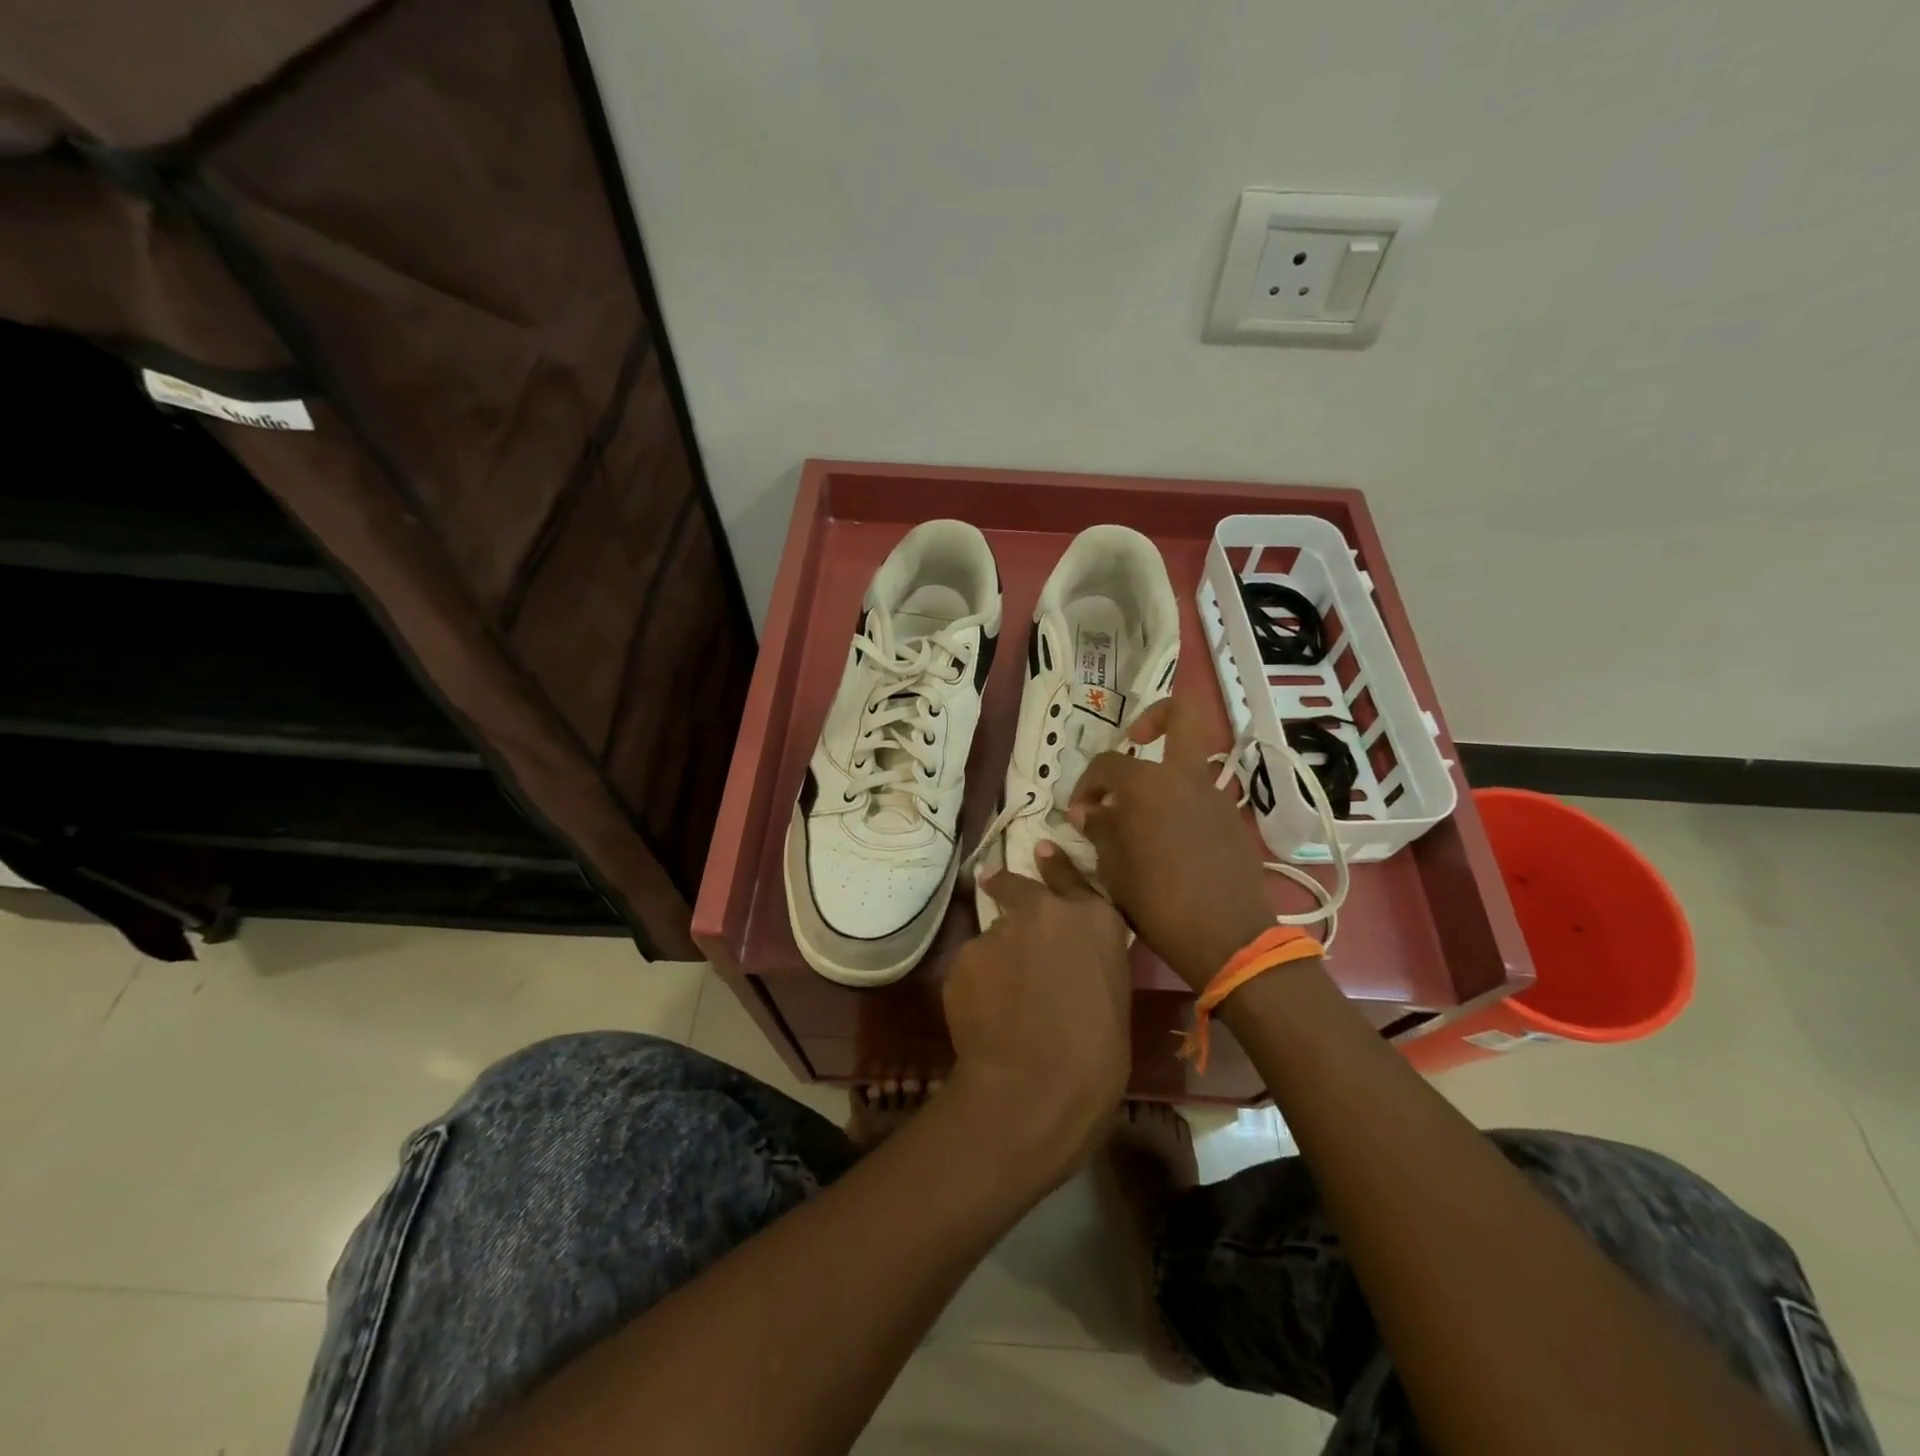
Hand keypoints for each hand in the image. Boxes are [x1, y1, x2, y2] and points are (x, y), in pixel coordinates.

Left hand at [942, 845, 1130, 1184]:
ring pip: (994, 935)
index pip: (1070, 875)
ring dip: (997, 954)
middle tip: (994, 885)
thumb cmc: (1097, 1054)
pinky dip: (978, 983)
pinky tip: (985, 1015)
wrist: (1036, 1084)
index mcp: (1093, 918)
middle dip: (1006, 887)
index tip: (1040, 850)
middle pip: (1017, 886)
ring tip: (1003, 999)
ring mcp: (1000, 929)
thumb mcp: (1113, 994)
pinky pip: (973, 965)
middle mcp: (1044, 910)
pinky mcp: (965, 955)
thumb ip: (1088, 959)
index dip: (1053, 864)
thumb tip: (1069, 960)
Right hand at [1068, 697, 1275, 990]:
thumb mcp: (1112, 868)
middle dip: (1155, 717)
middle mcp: (1185, 777)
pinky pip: (1200, 797)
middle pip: (1182, 715)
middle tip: (1134, 740)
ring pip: (1188, 764)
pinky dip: (1179, 805)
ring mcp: (1215, 796)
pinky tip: (1167, 841)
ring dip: (1162, 776)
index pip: (1106, 764)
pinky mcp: (1233, 820)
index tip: (1079, 814)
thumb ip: (1098, 829)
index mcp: (1147, 783)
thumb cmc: (1156, 901)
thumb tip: (1088, 811)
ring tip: (1140, 815)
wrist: (1228, 937)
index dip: (1085, 784)